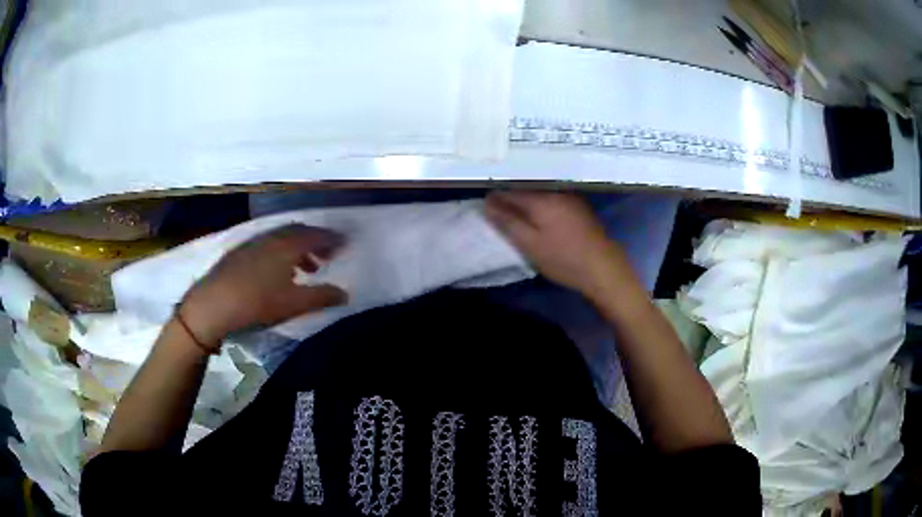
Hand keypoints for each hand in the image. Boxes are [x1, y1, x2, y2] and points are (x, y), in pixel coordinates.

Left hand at [178, 225, 347, 345]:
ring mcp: (253, 243)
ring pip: (282, 239)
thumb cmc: (258, 302)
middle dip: (316, 241)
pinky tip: (277, 272)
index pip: (316, 235)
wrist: (213, 304)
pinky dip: (280, 253)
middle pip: (298, 232)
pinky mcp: (240, 253)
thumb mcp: (294, 304)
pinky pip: (268, 246)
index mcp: (287, 245)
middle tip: (328, 255)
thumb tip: (345, 294)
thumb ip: (322, 297)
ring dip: (298, 249)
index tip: (346, 244)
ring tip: (306, 268)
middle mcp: (271, 238)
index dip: (332, 239)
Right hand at [485, 191, 624, 297]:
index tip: (484, 206)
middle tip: (497, 210)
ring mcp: (570, 198)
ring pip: (540, 193)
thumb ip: (507, 222)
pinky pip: (553, 199)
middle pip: (526, 189)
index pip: (510, 191)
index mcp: (541, 199)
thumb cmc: (563, 259)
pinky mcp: (579, 207)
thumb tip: (487, 203)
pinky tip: (539, 215)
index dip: (495, 197)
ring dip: (526, 200)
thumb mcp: (530, 244)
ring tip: (515, 213)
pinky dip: (541, 204)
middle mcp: (556, 192)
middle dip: (510, 197)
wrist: (603, 268)